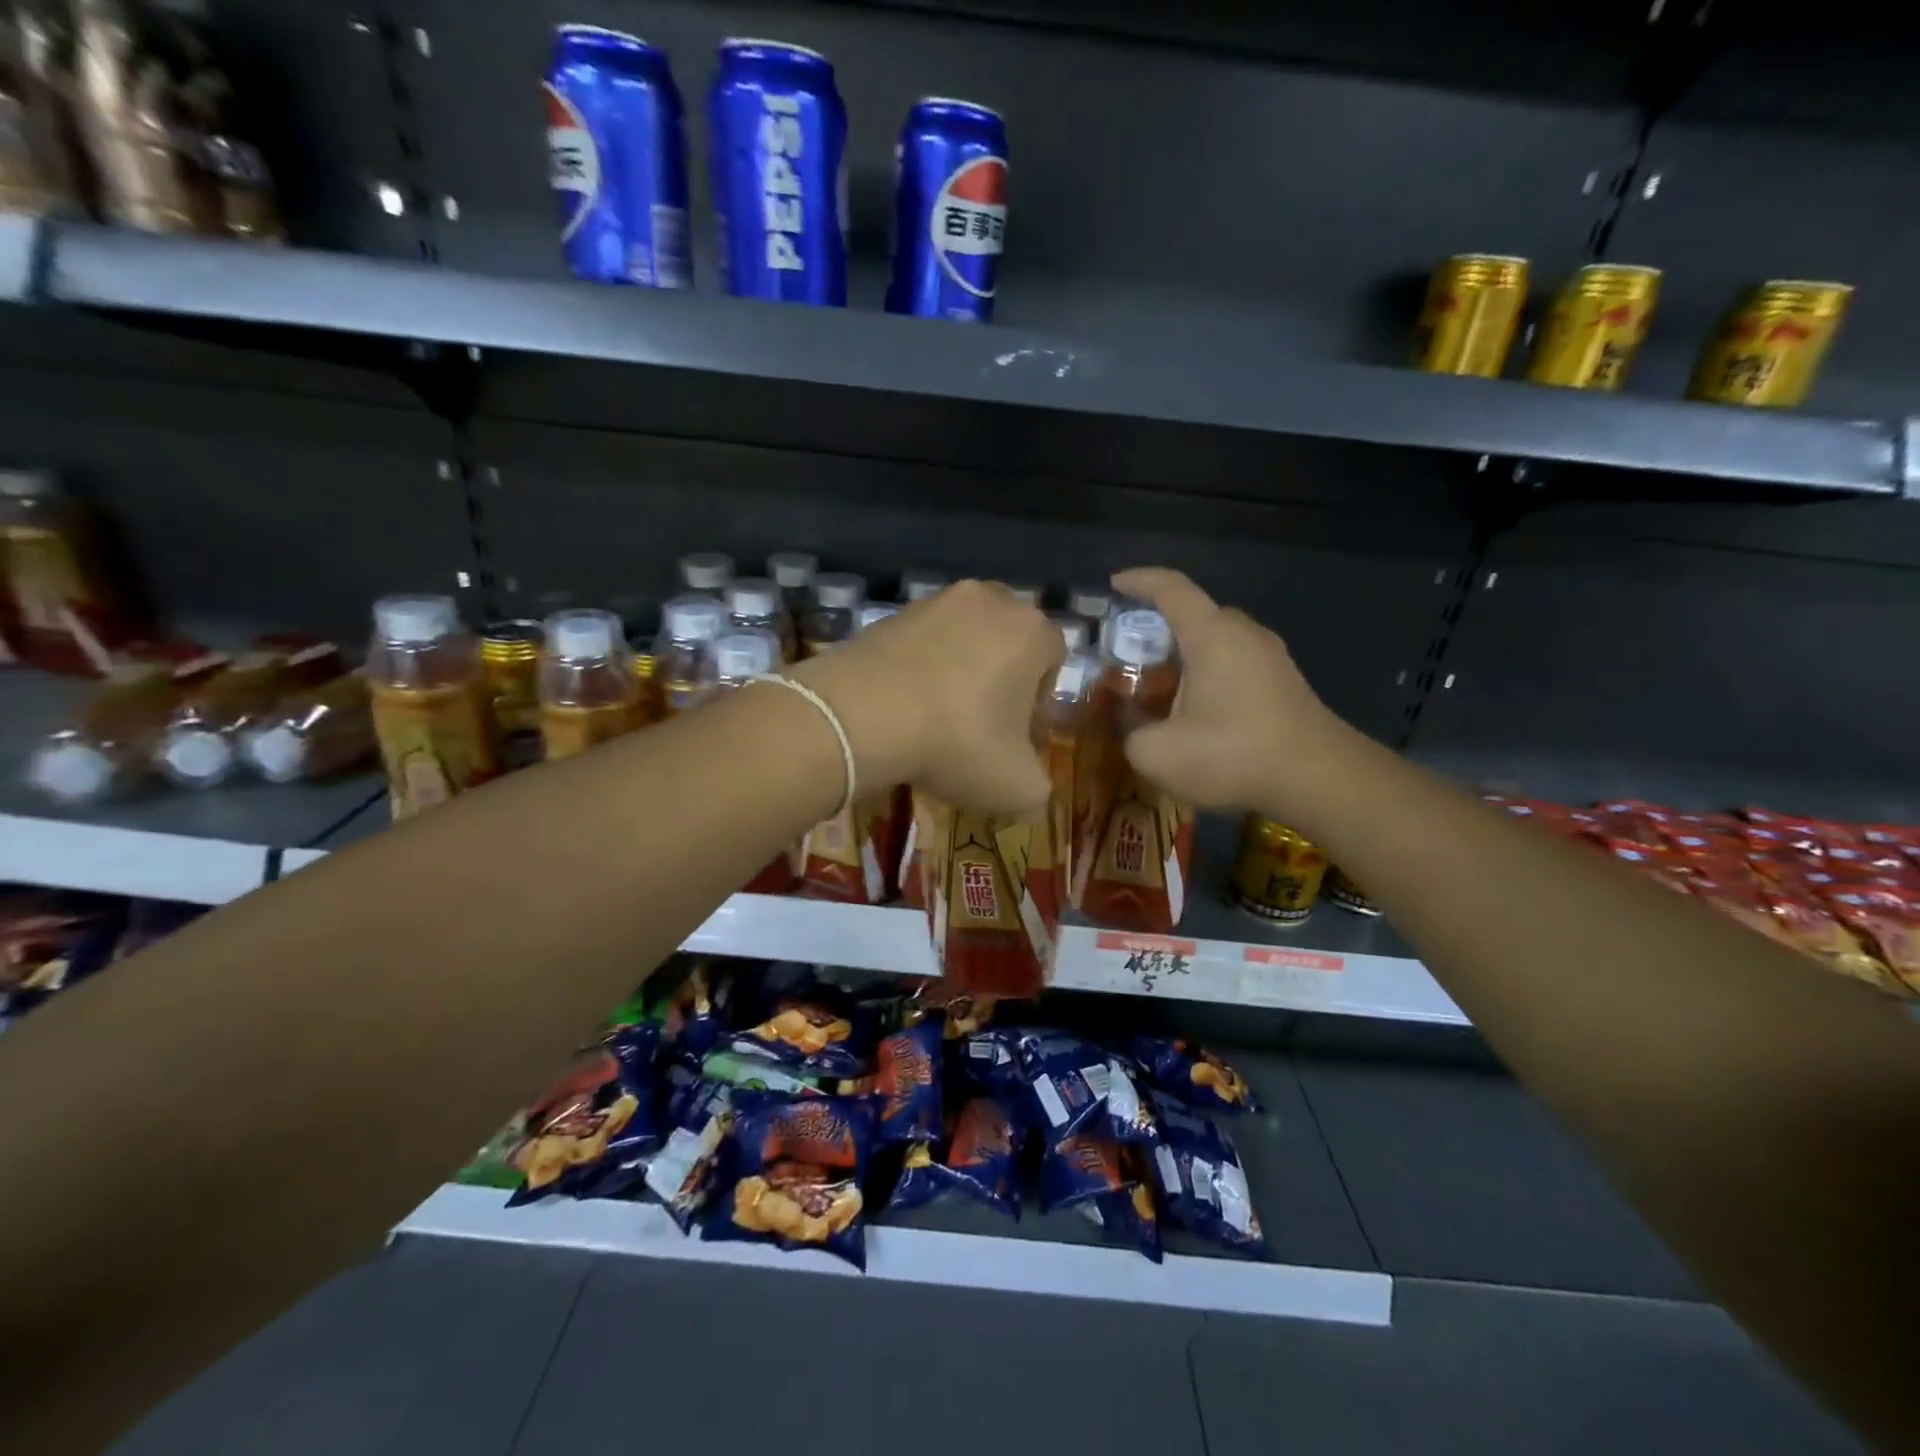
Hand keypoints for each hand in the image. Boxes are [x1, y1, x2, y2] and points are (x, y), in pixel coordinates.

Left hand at [790, 580, 1061, 813]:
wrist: (861, 716)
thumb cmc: (958, 742)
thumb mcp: (1017, 786)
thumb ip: (1038, 787)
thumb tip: (1031, 790)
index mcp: (1031, 630)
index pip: (1054, 658)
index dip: (1040, 700)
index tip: (1017, 735)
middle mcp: (989, 600)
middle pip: (1007, 642)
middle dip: (1000, 679)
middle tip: (981, 725)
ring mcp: (934, 602)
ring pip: (961, 640)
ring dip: (958, 672)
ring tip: (936, 720)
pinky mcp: (889, 614)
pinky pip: (919, 644)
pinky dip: (918, 670)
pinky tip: (903, 709)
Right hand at [1111, 567, 1353, 813]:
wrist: (1319, 779)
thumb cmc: (1233, 753)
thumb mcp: (1158, 752)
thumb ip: (1129, 731)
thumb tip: (1128, 723)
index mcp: (1211, 635)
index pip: (1171, 588)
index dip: (1139, 581)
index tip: (1114, 583)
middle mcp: (1243, 633)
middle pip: (1195, 615)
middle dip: (1158, 628)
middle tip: (1129, 654)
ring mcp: (1271, 657)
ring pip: (1217, 642)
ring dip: (1185, 657)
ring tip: (1158, 688)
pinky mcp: (1285, 683)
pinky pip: (1236, 664)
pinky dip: (1208, 675)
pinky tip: (1196, 712)